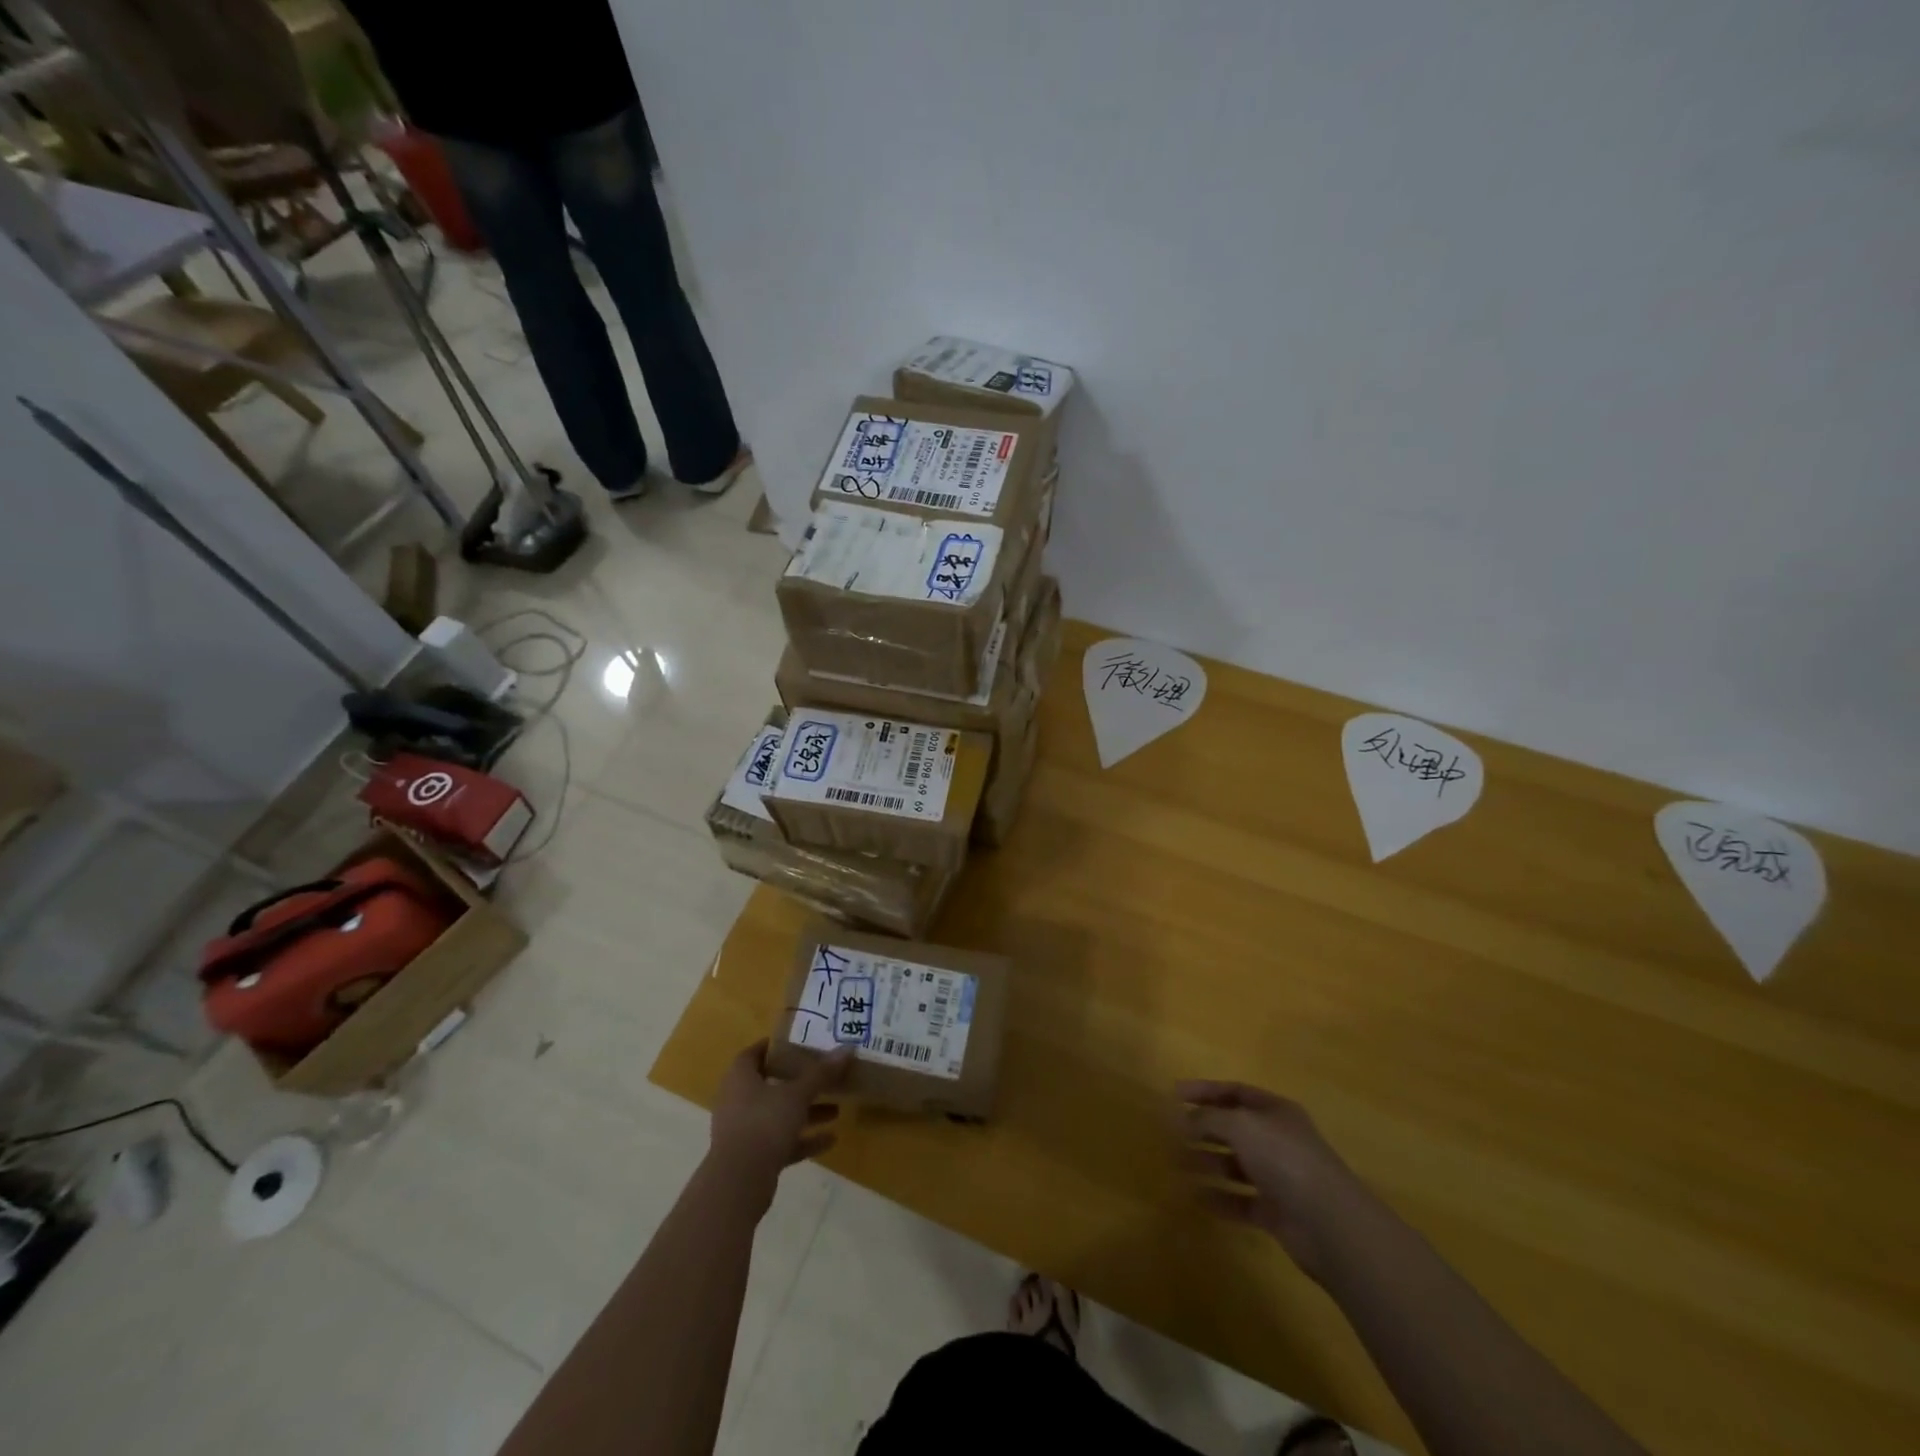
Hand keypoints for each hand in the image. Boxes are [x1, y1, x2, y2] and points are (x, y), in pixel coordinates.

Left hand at [709, 1040, 852, 1193]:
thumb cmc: (764, 1123)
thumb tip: (848, 1049)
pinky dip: (803, 1139)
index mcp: (741, 1077)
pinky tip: (830, 1139)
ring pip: (778, 1114)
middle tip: (824, 1075)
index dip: (775, 1047)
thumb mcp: (797, 1094)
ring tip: (836, 1110)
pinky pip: (781, 1141)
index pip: (755, 1053)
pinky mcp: (752, 1156)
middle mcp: (738, 1100)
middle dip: (799, 1082)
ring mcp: (744, 1130)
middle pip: (771, 1084)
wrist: (739, 1182)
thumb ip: (821, 1073)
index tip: (800, 1043)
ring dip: (805, 1112)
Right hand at [1175, 1080, 1364, 1281]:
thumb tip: (1183, 1120)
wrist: (1329, 1222)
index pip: (1235, 1092)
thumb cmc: (1284, 1158)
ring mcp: (1278, 1177)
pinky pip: (1241, 1200)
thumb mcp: (1240, 1125)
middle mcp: (1277, 1140)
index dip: (1204, 1091)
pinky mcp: (1276, 1212)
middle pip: (1234, 1128)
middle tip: (1171, 1133)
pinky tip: (1196, 1197)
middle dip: (1202, 1129)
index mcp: (1274, 1111)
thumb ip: (1209, 1118)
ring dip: (1206, 1163)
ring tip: (1176, 1165)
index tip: (1174, 1095)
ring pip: (1235, 1165)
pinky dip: (1219, 1198)